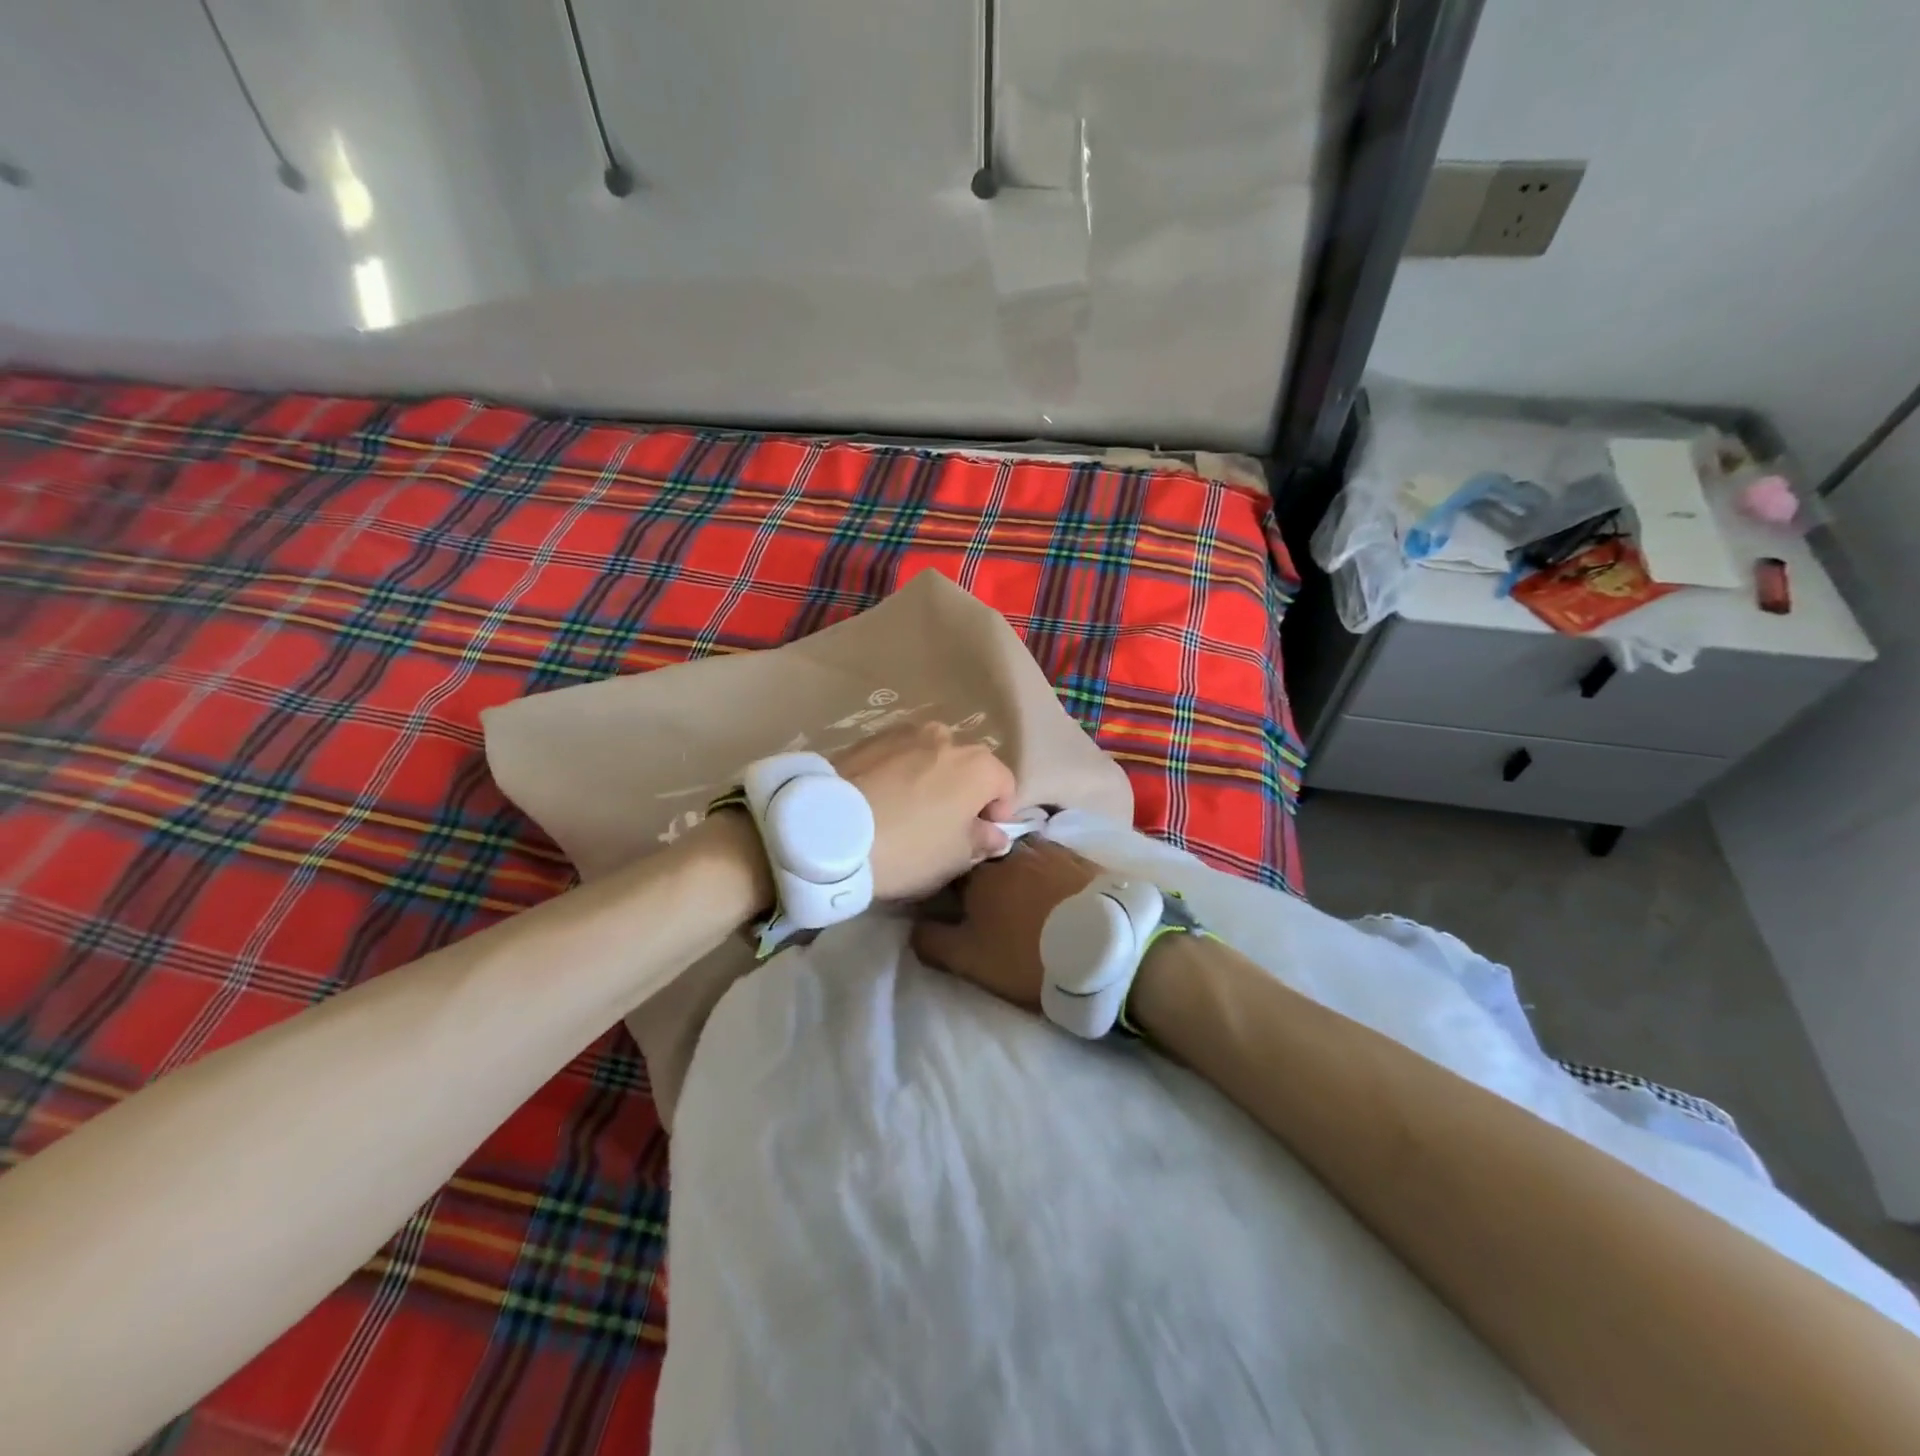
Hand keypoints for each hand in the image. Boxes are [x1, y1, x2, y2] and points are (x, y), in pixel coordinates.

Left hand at [834, 722, 1017, 900]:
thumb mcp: (955, 858)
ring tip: (906, 811)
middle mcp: (947, 737)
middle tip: (941, 826)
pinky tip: (880, 801)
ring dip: (929, 779)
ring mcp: (905, 733)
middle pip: (967, 767)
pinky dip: (897, 774)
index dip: (997, 814)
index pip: (1005, 785)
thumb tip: (994, 832)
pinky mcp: (869, 737)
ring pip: (930, 758)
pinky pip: (897, 757)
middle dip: (962, 793)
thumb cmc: (907, 847)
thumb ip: (983, 840)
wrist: (829, 829)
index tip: (979, 838)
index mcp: (979, 765)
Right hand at [910, 838, 1101, 1009]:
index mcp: (978, 873)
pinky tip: (1053, 886)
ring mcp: (1048, 849)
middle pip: (986, 855)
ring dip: (1016, 868)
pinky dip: (1047, 869)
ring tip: (1023, 894)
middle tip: (989, 901)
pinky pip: (1053, 856)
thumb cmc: (1028, 955)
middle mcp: (1010, 851)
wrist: (1106, 948)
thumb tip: (913, 925)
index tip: (952, 903)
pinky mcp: (1080, 858)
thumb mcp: (970, 960)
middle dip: (983, 872)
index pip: (951, 867)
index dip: (948, 885)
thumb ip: (933, 941)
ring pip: (1020, 853)